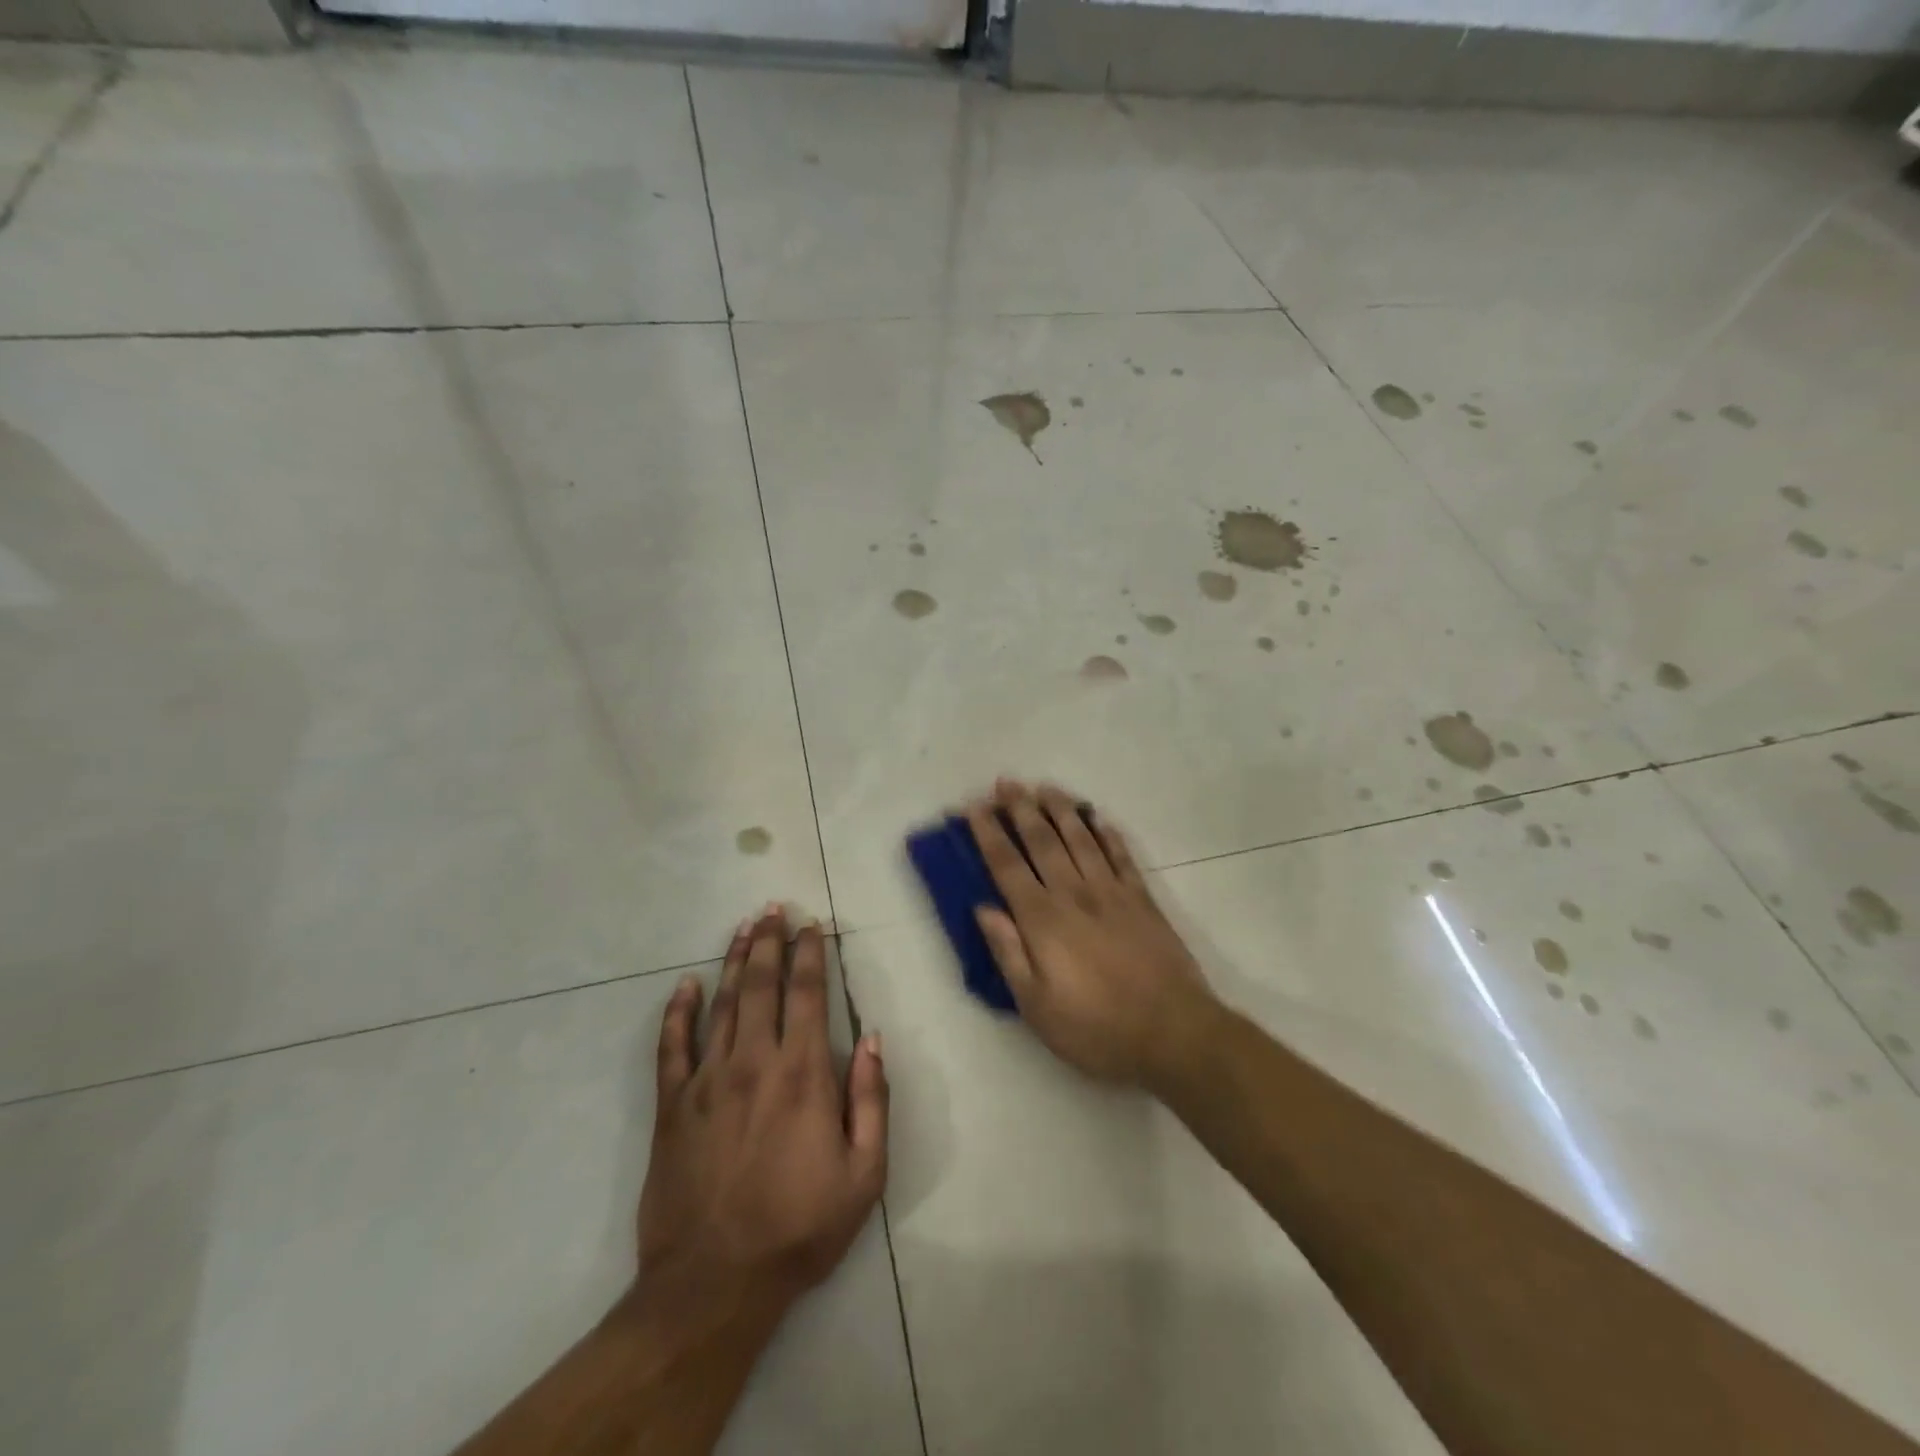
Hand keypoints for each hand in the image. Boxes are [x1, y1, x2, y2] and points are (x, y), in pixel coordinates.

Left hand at [637, 907, 888, 1323]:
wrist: (715, 1282)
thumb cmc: (799, 1228)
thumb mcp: (864, 1174)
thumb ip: (871, 1100)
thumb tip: (871, 1039)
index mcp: (802, 1074)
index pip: (807, 994)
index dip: (810, 954)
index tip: (811, 926)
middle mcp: (753, 1062)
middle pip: (761, 985)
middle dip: (769, 942)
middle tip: (772, 909)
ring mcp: (707, 1080)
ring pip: (721, 1004)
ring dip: (733, 961)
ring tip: (743, 928)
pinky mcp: (672, 1106)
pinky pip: (672, 1047)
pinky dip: (677, 1012)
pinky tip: (684, 985)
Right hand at [968, 780, 1216, 1088]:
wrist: (1172, 1032)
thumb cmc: (1096, 1027)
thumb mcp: (1036, 1006)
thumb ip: (1009, 953)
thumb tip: (983, 908)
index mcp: (1043, 920)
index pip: (1007, 866)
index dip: (989, 834)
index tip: (975, 807)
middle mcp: (1074, 894)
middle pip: (1042, 842)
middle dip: (1021, 809)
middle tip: (1007, 782)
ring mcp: (1112, 893)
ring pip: (1080, 839)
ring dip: (1060, 810)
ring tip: (1045, 787)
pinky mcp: (1142, 899)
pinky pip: (1121, 856)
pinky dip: (1107, 834)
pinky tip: (1098, 818)